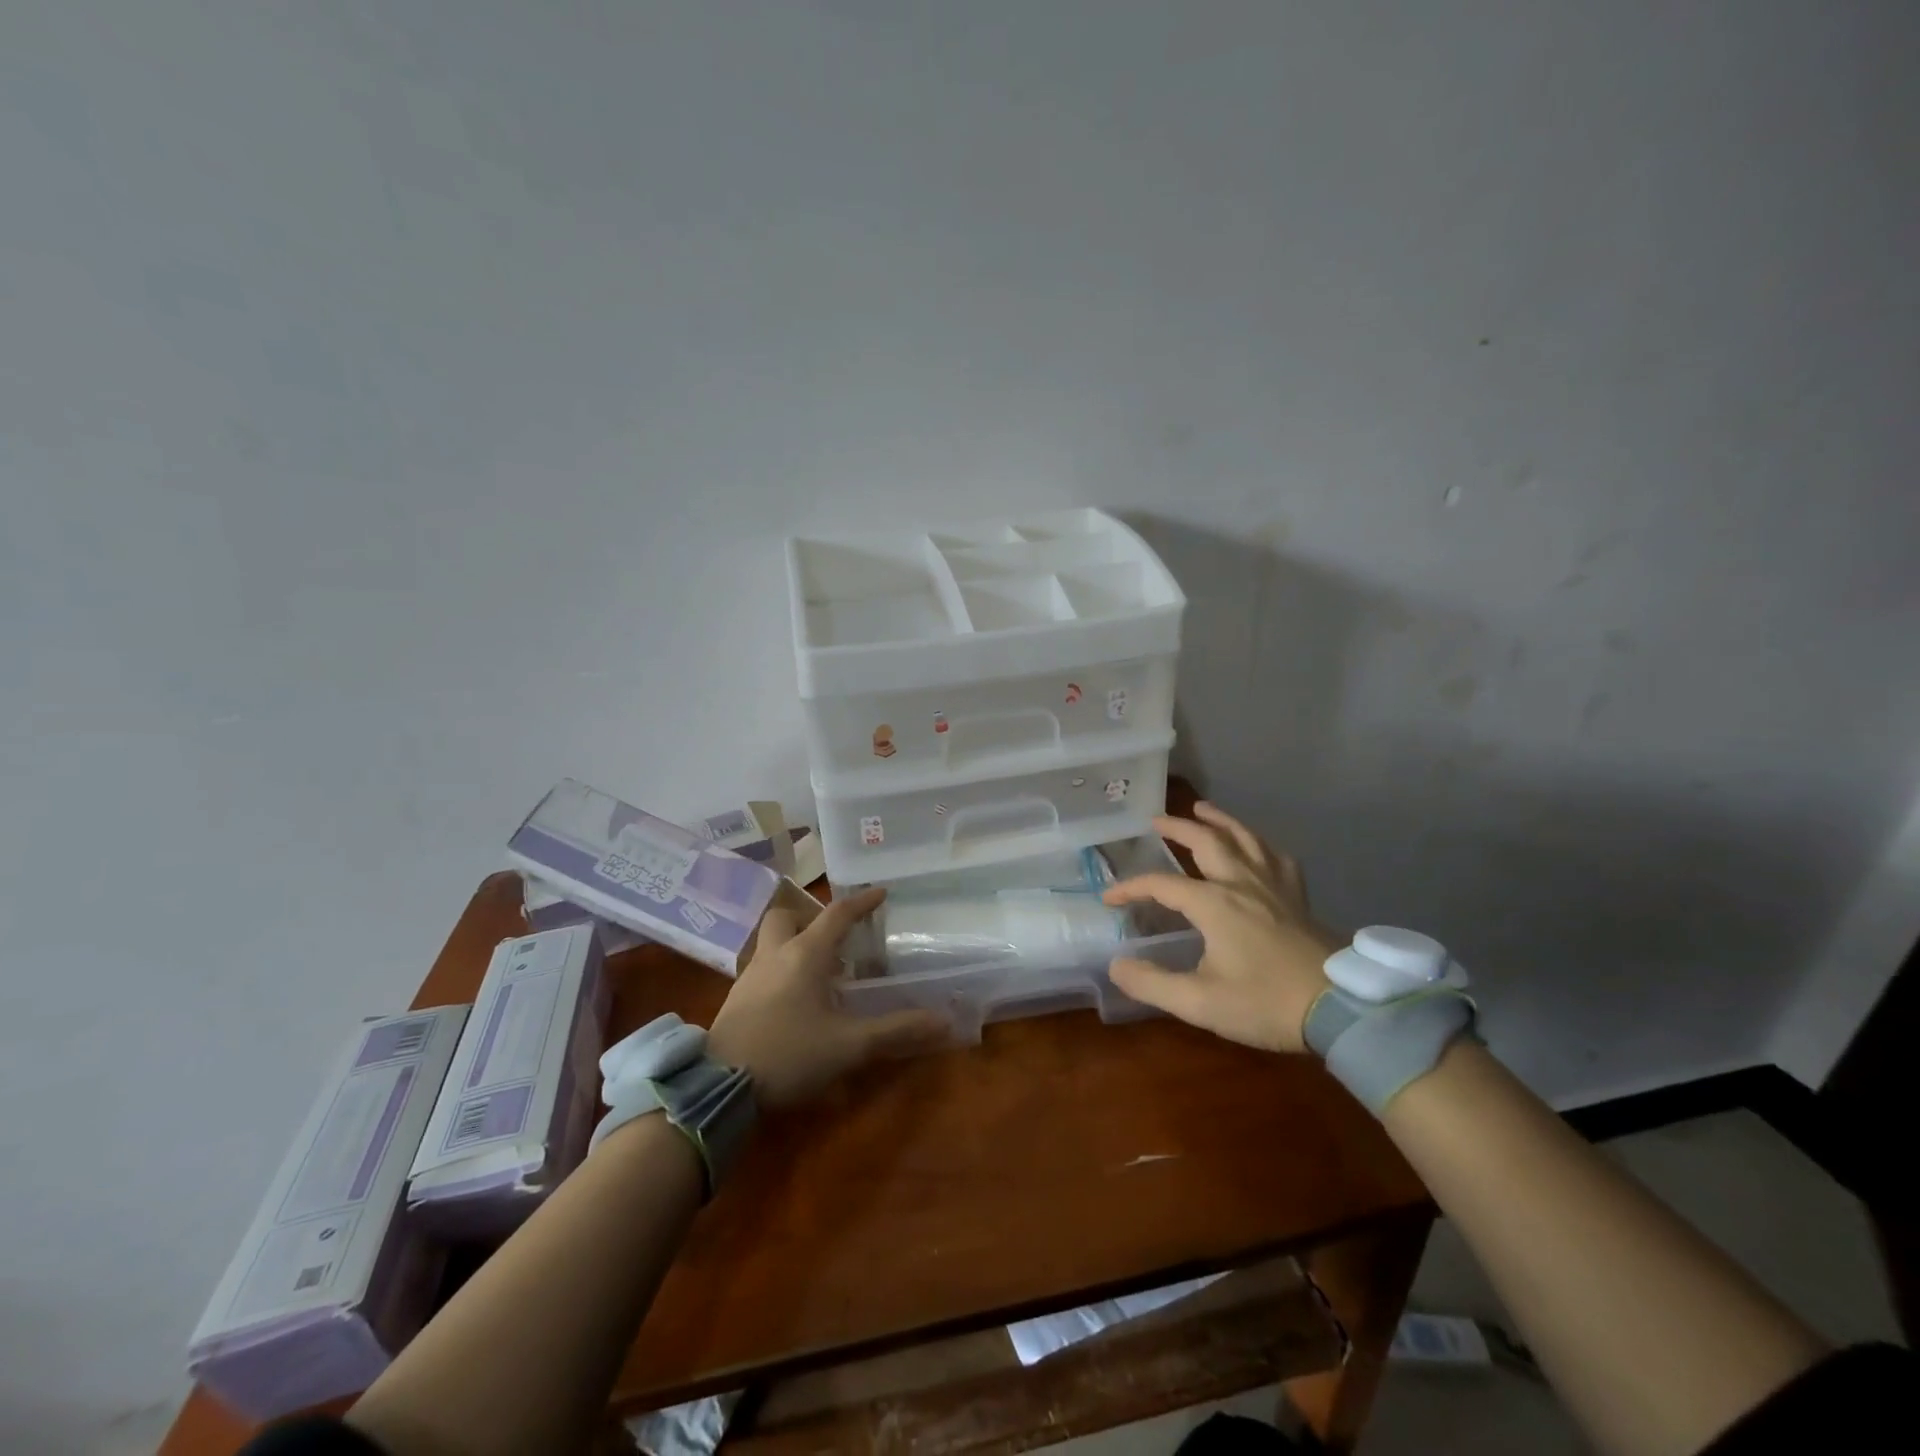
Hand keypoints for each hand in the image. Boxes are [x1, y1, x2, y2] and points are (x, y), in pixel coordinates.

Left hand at [708, 887, 947, 1107]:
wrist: (719, 1086)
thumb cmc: (789, 1054)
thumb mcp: (849, 1045)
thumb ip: (895, 1030)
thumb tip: (942, 1021)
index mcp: (805, 955)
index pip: (837, 915)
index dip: (861, 902)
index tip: (880, 893)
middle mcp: (775, 955)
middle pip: (787, 916)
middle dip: (810, 918)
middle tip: (834, 939)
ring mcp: (750, 976)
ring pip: (771, 942)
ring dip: (794, 944)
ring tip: (820, 972)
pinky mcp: (735, 999)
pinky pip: (762, 968)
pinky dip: (781, 970)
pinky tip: (794, 999)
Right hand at [1104, 802, 1341, 1053]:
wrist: (1343, 1009)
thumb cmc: (1266, 1003)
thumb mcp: (1201, 1002)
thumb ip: (1153, 984)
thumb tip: (1116, 966)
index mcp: (1214, 903)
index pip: (1161, 885)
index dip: (1131, 888)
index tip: (1109, 898)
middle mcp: (1242, 883)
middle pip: (1207, 841)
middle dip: (1178, 828)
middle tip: (1157, 820)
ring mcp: (1274, 887)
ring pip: (1245, 839)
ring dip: (1220, 820)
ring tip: (1204, 808)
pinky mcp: (1298, 898)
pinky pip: (1277, 858)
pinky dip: (1261, 844)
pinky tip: (1258, 847)